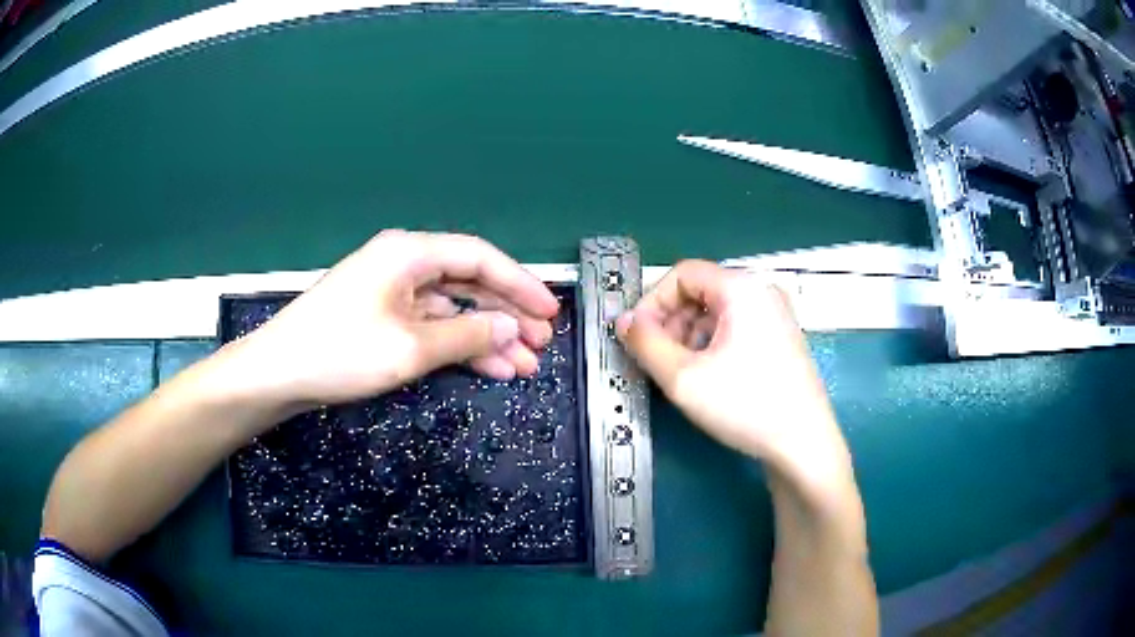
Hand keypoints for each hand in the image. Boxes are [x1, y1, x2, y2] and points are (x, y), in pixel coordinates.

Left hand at [220, 230, 559, 407]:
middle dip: (507, 314)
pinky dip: (460, 346)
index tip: (550, 312)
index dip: (520, 284)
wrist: (278, 374)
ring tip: (524, 364)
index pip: (479, 258)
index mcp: (409, 254)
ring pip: (454, 309)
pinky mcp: (385, 319)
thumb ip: (467, 334)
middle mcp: (404, 265)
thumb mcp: (410, 347)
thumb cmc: (340, 352)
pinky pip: (432, 327)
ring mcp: (393, 293)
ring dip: (488, 336)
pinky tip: (490, 368)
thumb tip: (511, 327)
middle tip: (542, 344)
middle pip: (469, 282)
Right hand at [616, 260, 853, 496]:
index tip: (637, 339)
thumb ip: (645, 344)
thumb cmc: (746, 406)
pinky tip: (707, 377)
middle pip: (700, 290)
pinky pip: (735, 327)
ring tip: (680, 373)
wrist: (804, 444)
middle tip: (656, 360)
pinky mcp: (780, 337)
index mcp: (741, 287)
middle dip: (670, 322)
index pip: (682, 274)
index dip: (651, 303)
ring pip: (716, 311)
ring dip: (689, 335)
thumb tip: (623, 321)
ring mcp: (775, 314)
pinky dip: (712, 344)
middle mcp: (761, 290)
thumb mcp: (683, 378)